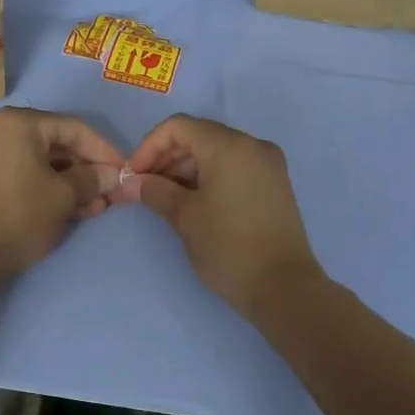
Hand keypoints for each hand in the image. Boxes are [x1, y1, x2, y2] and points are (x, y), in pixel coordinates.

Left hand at [0, 106, 126, 276]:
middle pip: (59, 146)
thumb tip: (113, 176)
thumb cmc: (19, 213)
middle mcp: (2, 131)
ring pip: (44, 164)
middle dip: (88, 171)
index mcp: (20, 123)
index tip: (126, 172)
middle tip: (111, 195)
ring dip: (73, 184)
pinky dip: (51, 190)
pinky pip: (28, 176)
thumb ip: (92, 180)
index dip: (105, 151)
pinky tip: (74, 210)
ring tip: (97, 208)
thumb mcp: (63, 196)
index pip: (75, 129)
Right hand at [120, 114, 324, 315]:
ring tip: (166, 198)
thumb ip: (155, 191)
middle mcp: (253, 145)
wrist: (283, 287)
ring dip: (187, 168)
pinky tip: (193, 202)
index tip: (134, 175)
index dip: (149, 146)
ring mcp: (268, 164)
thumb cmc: (228, 246)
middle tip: (146, 187)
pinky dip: (209, 177)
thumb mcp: (184, 217)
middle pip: (199, 136)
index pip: (179, 126)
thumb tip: (131, 182)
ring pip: (217, 152)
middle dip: (167, 158)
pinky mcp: (274, 184)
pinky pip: (234, 167)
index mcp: (229, 146)